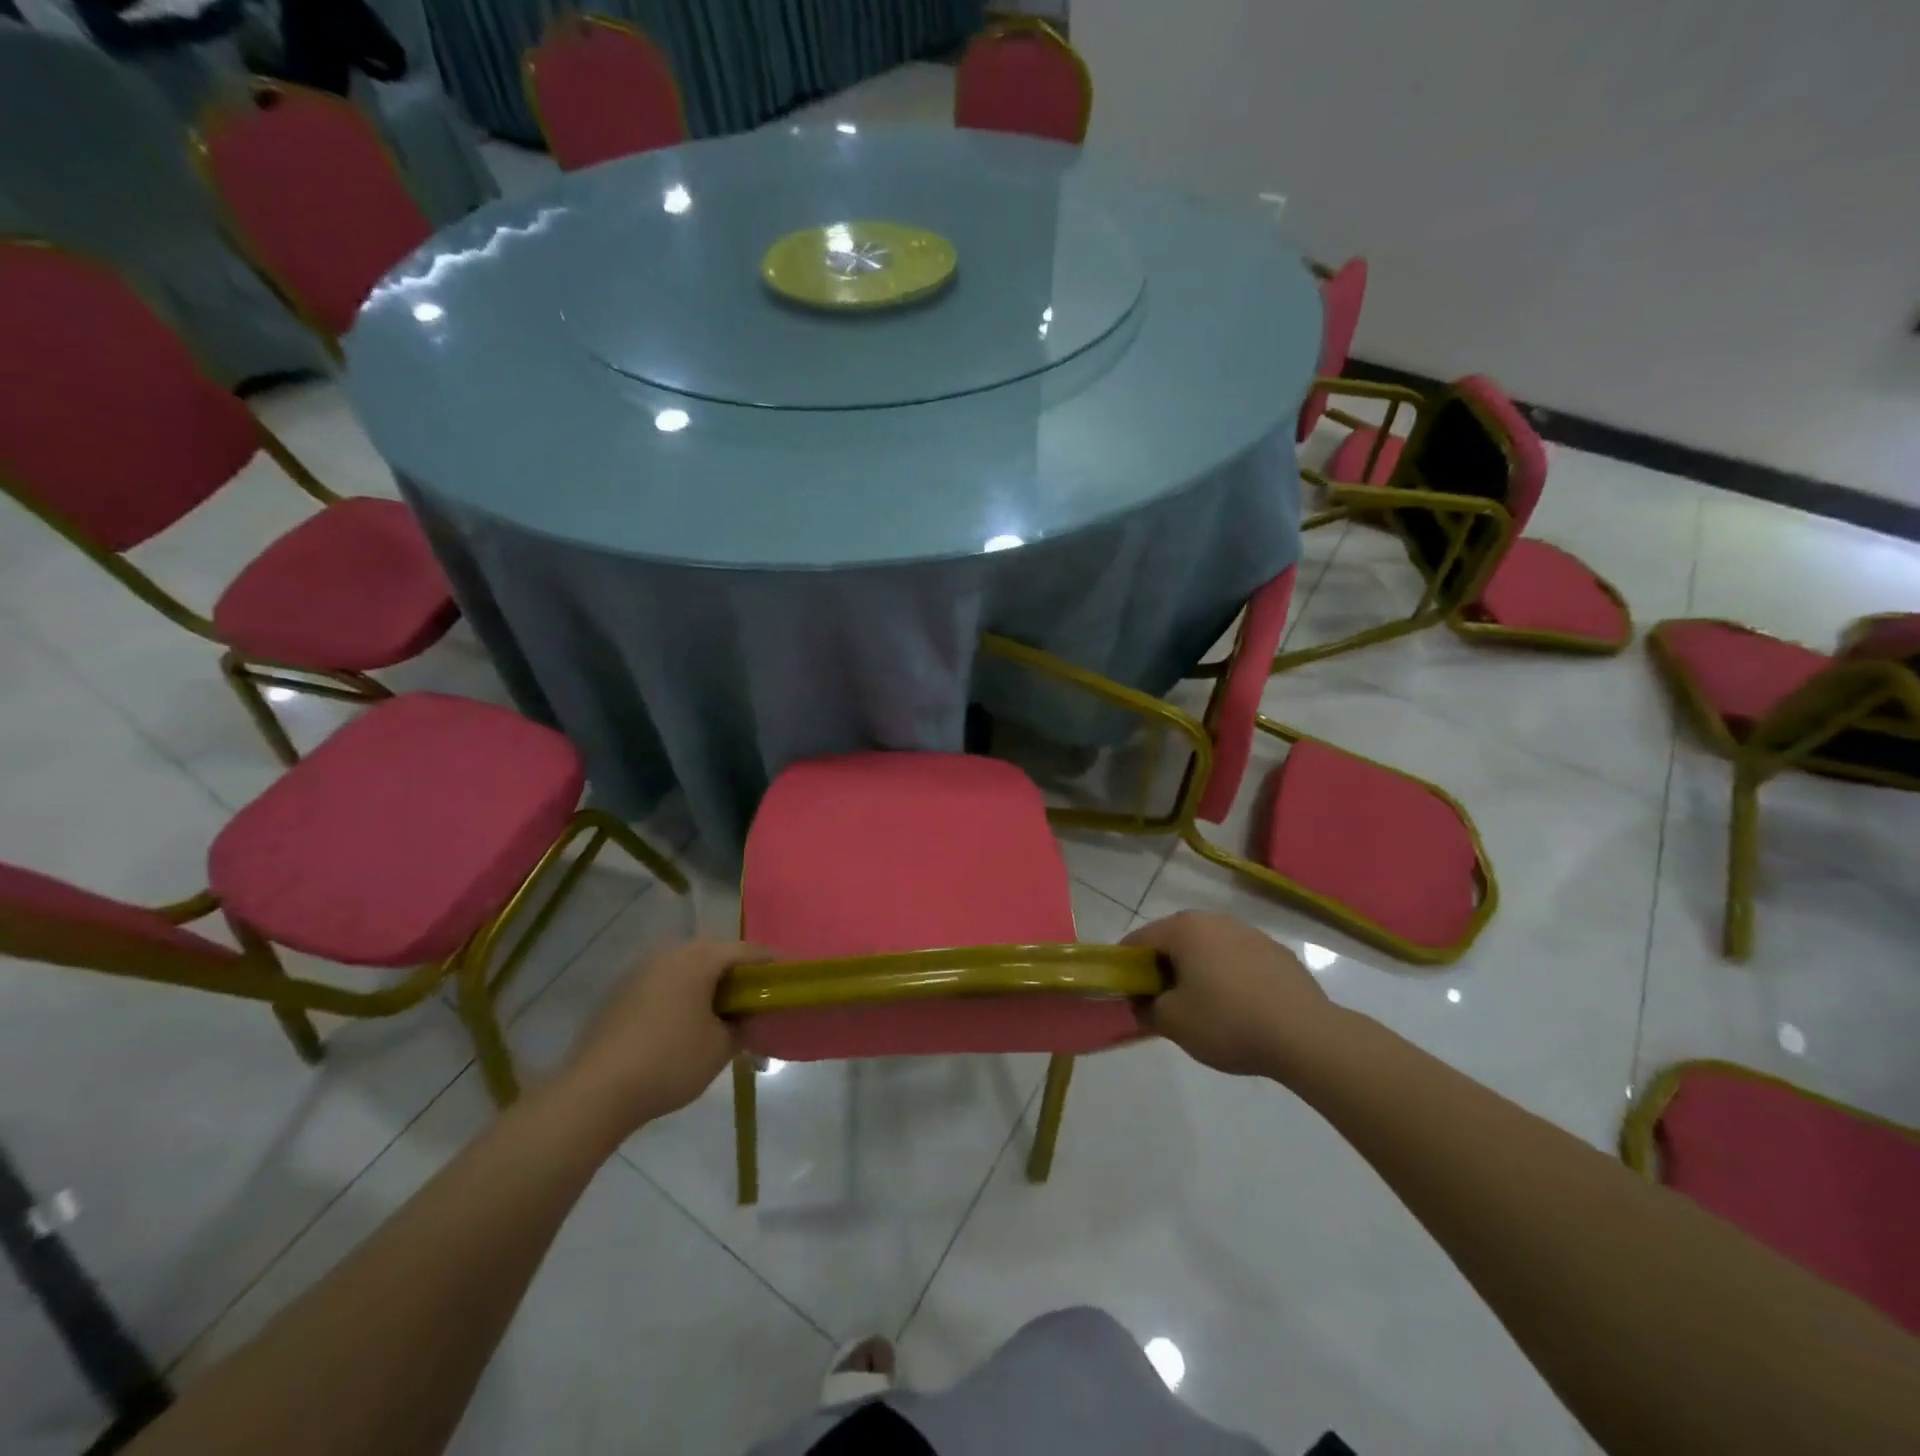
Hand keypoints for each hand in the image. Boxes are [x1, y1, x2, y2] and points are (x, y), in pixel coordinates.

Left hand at [557, 939, 770, 1134]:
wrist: (594, 1093)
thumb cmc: (668, 1063)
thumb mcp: (721, 1048)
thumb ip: (743, 1025)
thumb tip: (747, 1016)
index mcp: (699, 958)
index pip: (748, 951)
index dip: (772, 964)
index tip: (789, 979)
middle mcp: (670, 953)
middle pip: (716, 954)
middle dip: (738, 974)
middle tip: (757, 998)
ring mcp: (641, 970)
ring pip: (688, 968)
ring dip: (708, 984)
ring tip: (723, 1012)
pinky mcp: (621, 992)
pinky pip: (665, 983)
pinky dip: (683, 995)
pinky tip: (686, 1023)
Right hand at [1126, 912, 1335, 1078]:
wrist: (1305, 1035)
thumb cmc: (1227, 1022)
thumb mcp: (1173, 1023)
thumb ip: (1147, 1008)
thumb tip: (1143, 1001)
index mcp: (1184, 929)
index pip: (1139, 940)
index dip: (1126, 965)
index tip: (1126, 992)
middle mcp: (1215, 920)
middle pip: (1175, 939)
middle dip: (1164, 966)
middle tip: (1162, 1001)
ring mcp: (1250, 933)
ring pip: (1210, 948)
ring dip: (1199, 969)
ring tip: (1204, 1006)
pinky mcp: (1278, 953)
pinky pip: (1239, 960)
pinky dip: (1230, 976)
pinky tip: (1240, 1007)